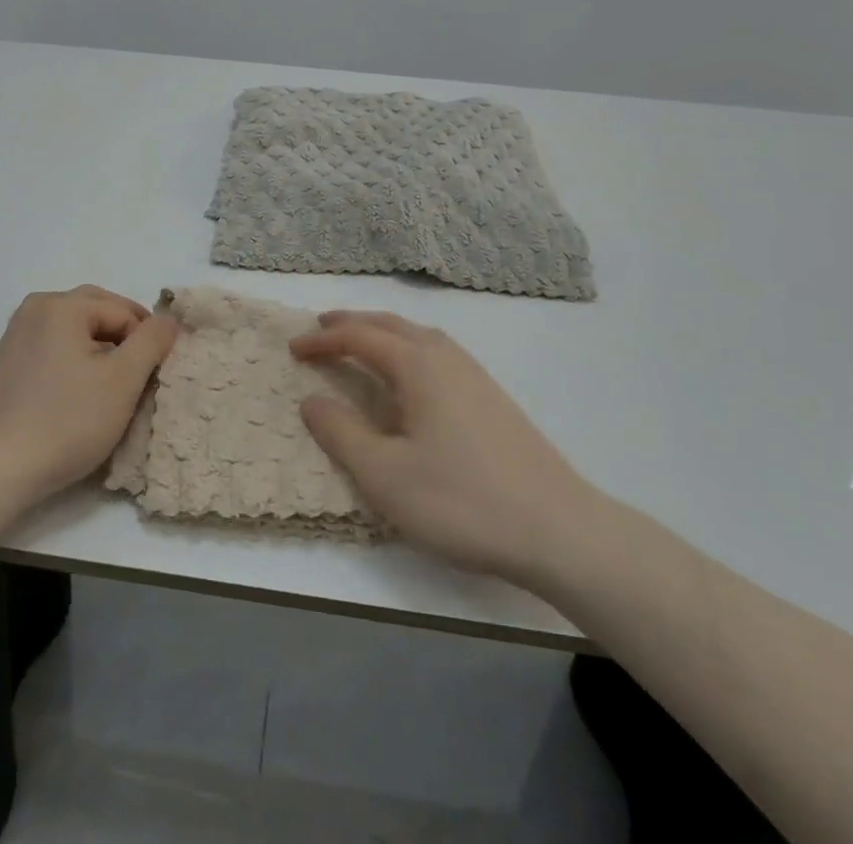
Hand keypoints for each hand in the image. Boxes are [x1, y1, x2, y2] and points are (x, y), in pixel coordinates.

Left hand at [0, 286, 177, 508]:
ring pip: (73, 330)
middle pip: (96, 311)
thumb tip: (168, 320)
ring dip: (99, 349)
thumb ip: (151, 342)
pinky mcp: (5, 363)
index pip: (123, 312)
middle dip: (123, 337)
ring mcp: (16, 335)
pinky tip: (77, 395)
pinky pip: (52, 348)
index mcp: (62, 305)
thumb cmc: (65, 421)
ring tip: (112, 386)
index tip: (155, 377)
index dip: (146, 341)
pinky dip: (73, 361)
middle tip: (140, 374)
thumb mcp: (122, 381)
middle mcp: (35, 309)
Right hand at [291, 311, 605, 588]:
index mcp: (417, 365)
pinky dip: (407, 348)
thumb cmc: (462, 501)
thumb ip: (341, 433)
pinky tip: (410, 377)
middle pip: (389, 324)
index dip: (322, 340)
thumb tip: (311, 399)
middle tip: (320, 330)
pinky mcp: (492, 397)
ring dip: (381, 332)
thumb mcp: (385, 475)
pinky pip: (436, 352)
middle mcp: (445, 356)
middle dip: (351, 323)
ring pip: (417, 335)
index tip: (292, 349)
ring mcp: (474, 374)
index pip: (358, 337)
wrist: (560, 530)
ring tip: (359, 345)